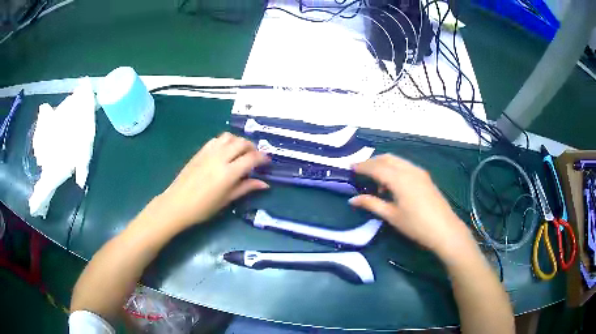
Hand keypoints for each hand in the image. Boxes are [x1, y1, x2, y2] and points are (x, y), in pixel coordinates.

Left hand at [145, 133, 269, 231]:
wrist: (176, 204)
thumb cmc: (203, 208)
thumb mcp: (226, 200)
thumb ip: (245, 188)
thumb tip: (264, 184)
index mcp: (228, 173)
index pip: (251, 158)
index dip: (262, 158)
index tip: (267, 161)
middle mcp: (220, 158)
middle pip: (242, 143)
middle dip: (252, 147)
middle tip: (255, 157)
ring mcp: (209, 152)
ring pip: (229, 137)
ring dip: (239, 141)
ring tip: (241, 152)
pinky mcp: (200, 151)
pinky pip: (216, 139)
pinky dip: (225, 141)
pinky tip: (225, 151)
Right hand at [349, 154, 474, 258]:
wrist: (444, 230)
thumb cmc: (416, 225)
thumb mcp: (391, 216)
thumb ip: (372, 204)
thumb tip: (353, 199)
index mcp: (399, 179)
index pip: (376, 167)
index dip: (362, 166)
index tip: (350, 168)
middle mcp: (409, 170)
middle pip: (387, 158)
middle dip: (372, 162)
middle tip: (360, 170)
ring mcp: (419, 172)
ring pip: (397, 160)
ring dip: (384, 164)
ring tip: (375, 179)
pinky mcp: (425, 177)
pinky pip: (405, 166)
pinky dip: (395, 168)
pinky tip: (393, 184)